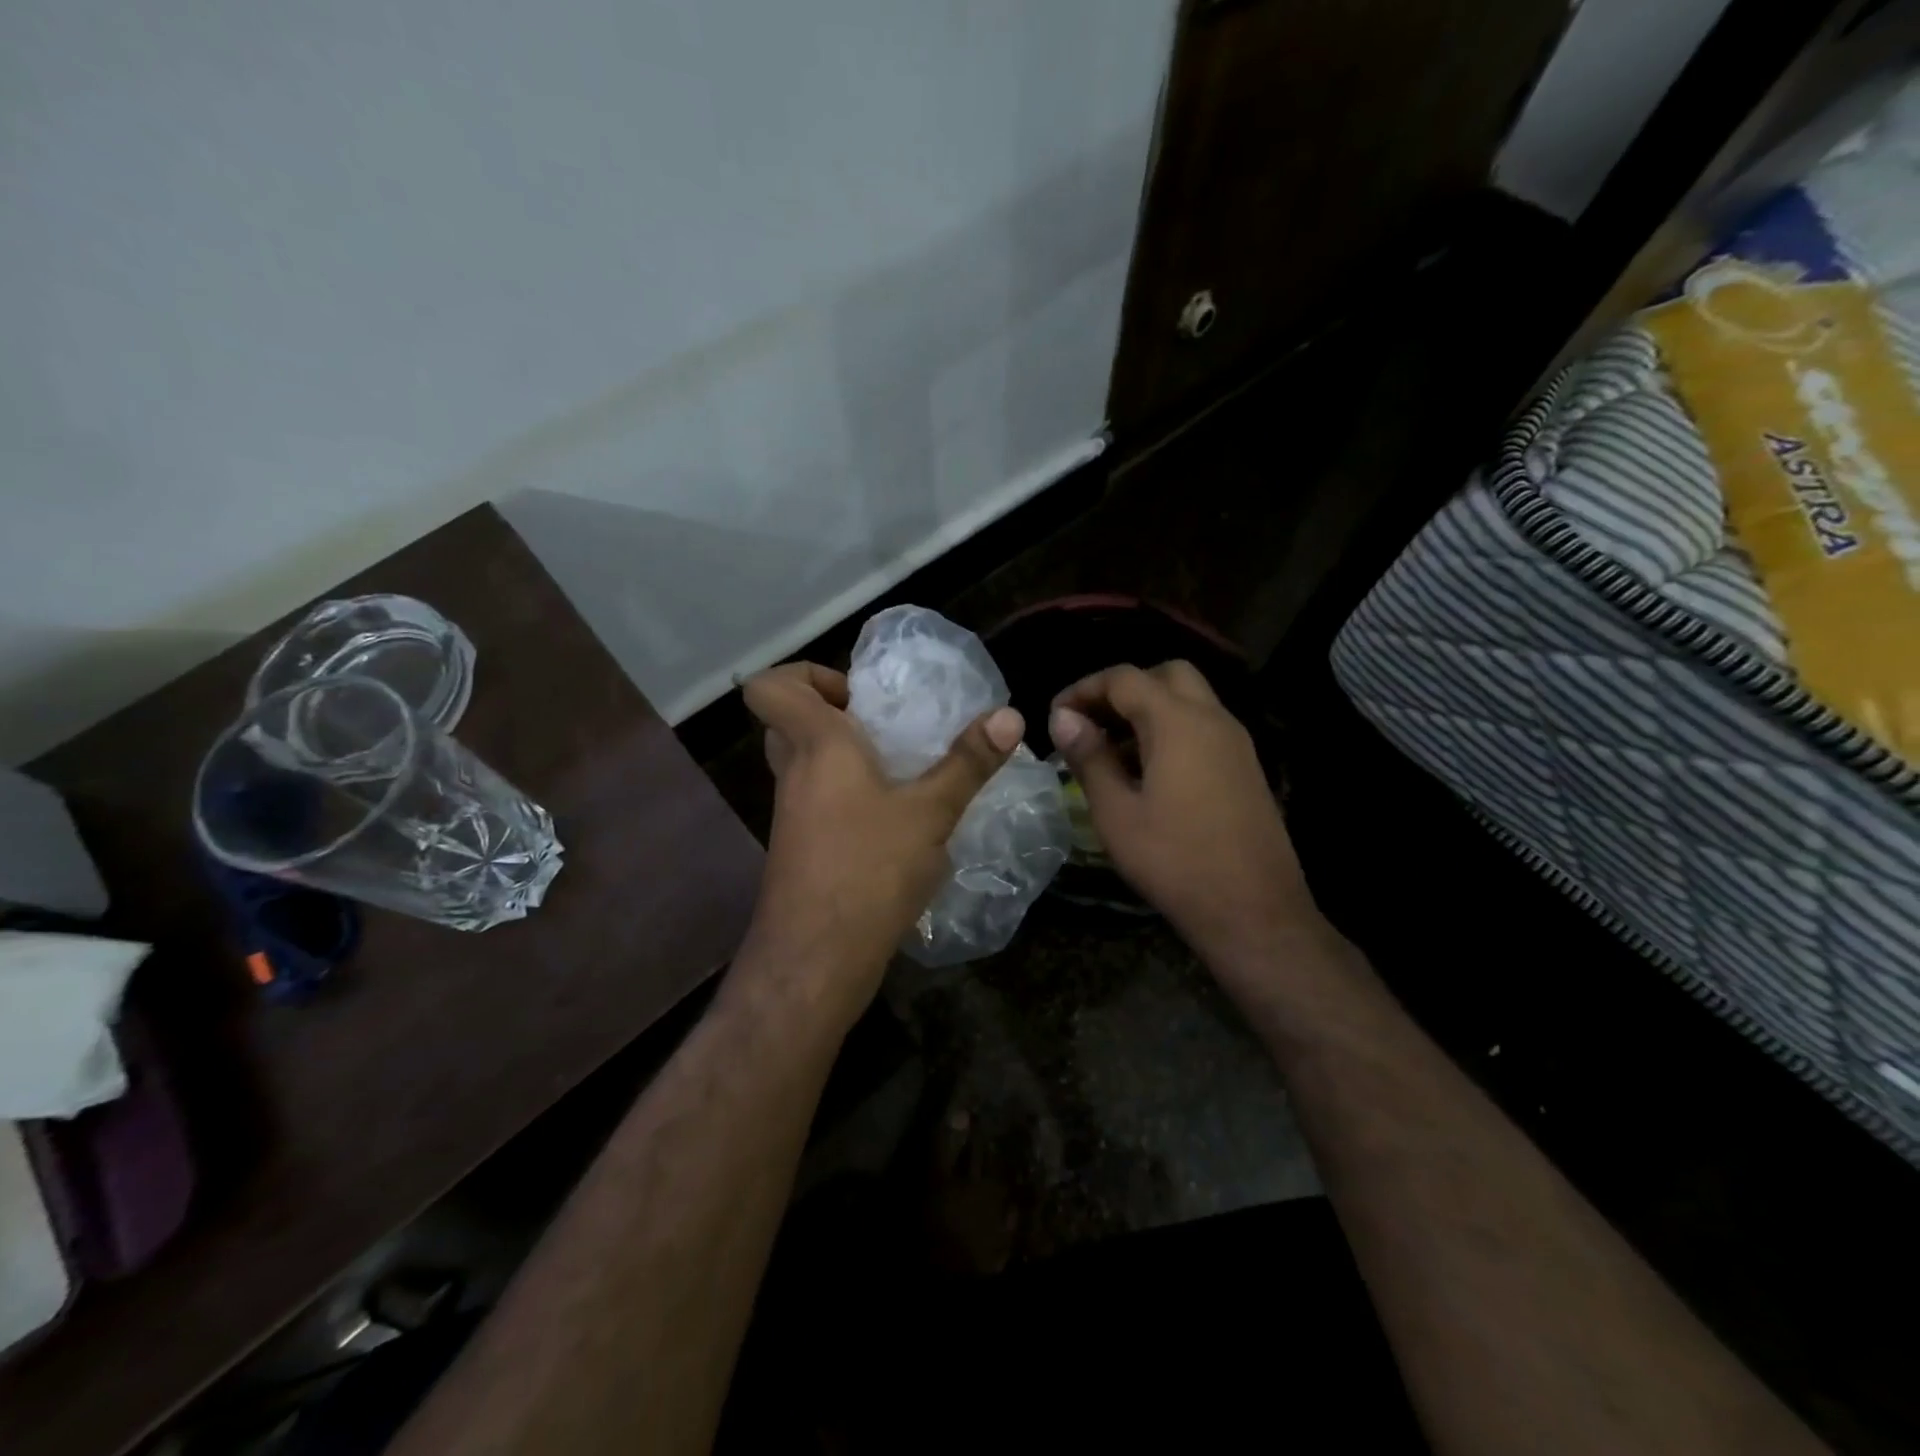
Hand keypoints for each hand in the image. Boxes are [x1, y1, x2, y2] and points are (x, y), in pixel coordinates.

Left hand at [742, 662, 1023, 1007]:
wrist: (816, 959)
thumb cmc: (869, 869)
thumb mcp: (930, 812)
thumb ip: (968, 762)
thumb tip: (1010, 715)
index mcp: (816, 745)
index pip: (770, 687)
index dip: (805, 676)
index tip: (858, 697)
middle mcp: (794, 773)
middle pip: (790, 721)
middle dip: (835, 714)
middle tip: (885, 727)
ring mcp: (792, 813)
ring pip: (806, 763)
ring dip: (847, 758)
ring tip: (903, 770)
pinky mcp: (801, 847)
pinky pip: (818, 800)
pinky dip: (850, 796)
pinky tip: (897, 820)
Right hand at [1049, 662, 1311, 965]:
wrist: (1253, 911)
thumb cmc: (1175, 861)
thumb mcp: (1116, 812)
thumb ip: (1089, 757)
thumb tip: (1063, 718)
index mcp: (1178, 722)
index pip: (1124, 678)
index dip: (1084, 689)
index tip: (1056, 717)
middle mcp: (1213, 719)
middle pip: (1165, 675)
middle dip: (1123, 689)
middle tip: (1091, 723)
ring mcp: (1236, 742)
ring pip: (1188, 700)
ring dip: (1148, 710)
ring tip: (1110, 749)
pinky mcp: (1245, 767)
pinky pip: (1203, 727)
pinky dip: (1171, 730)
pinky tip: (1147, 772)